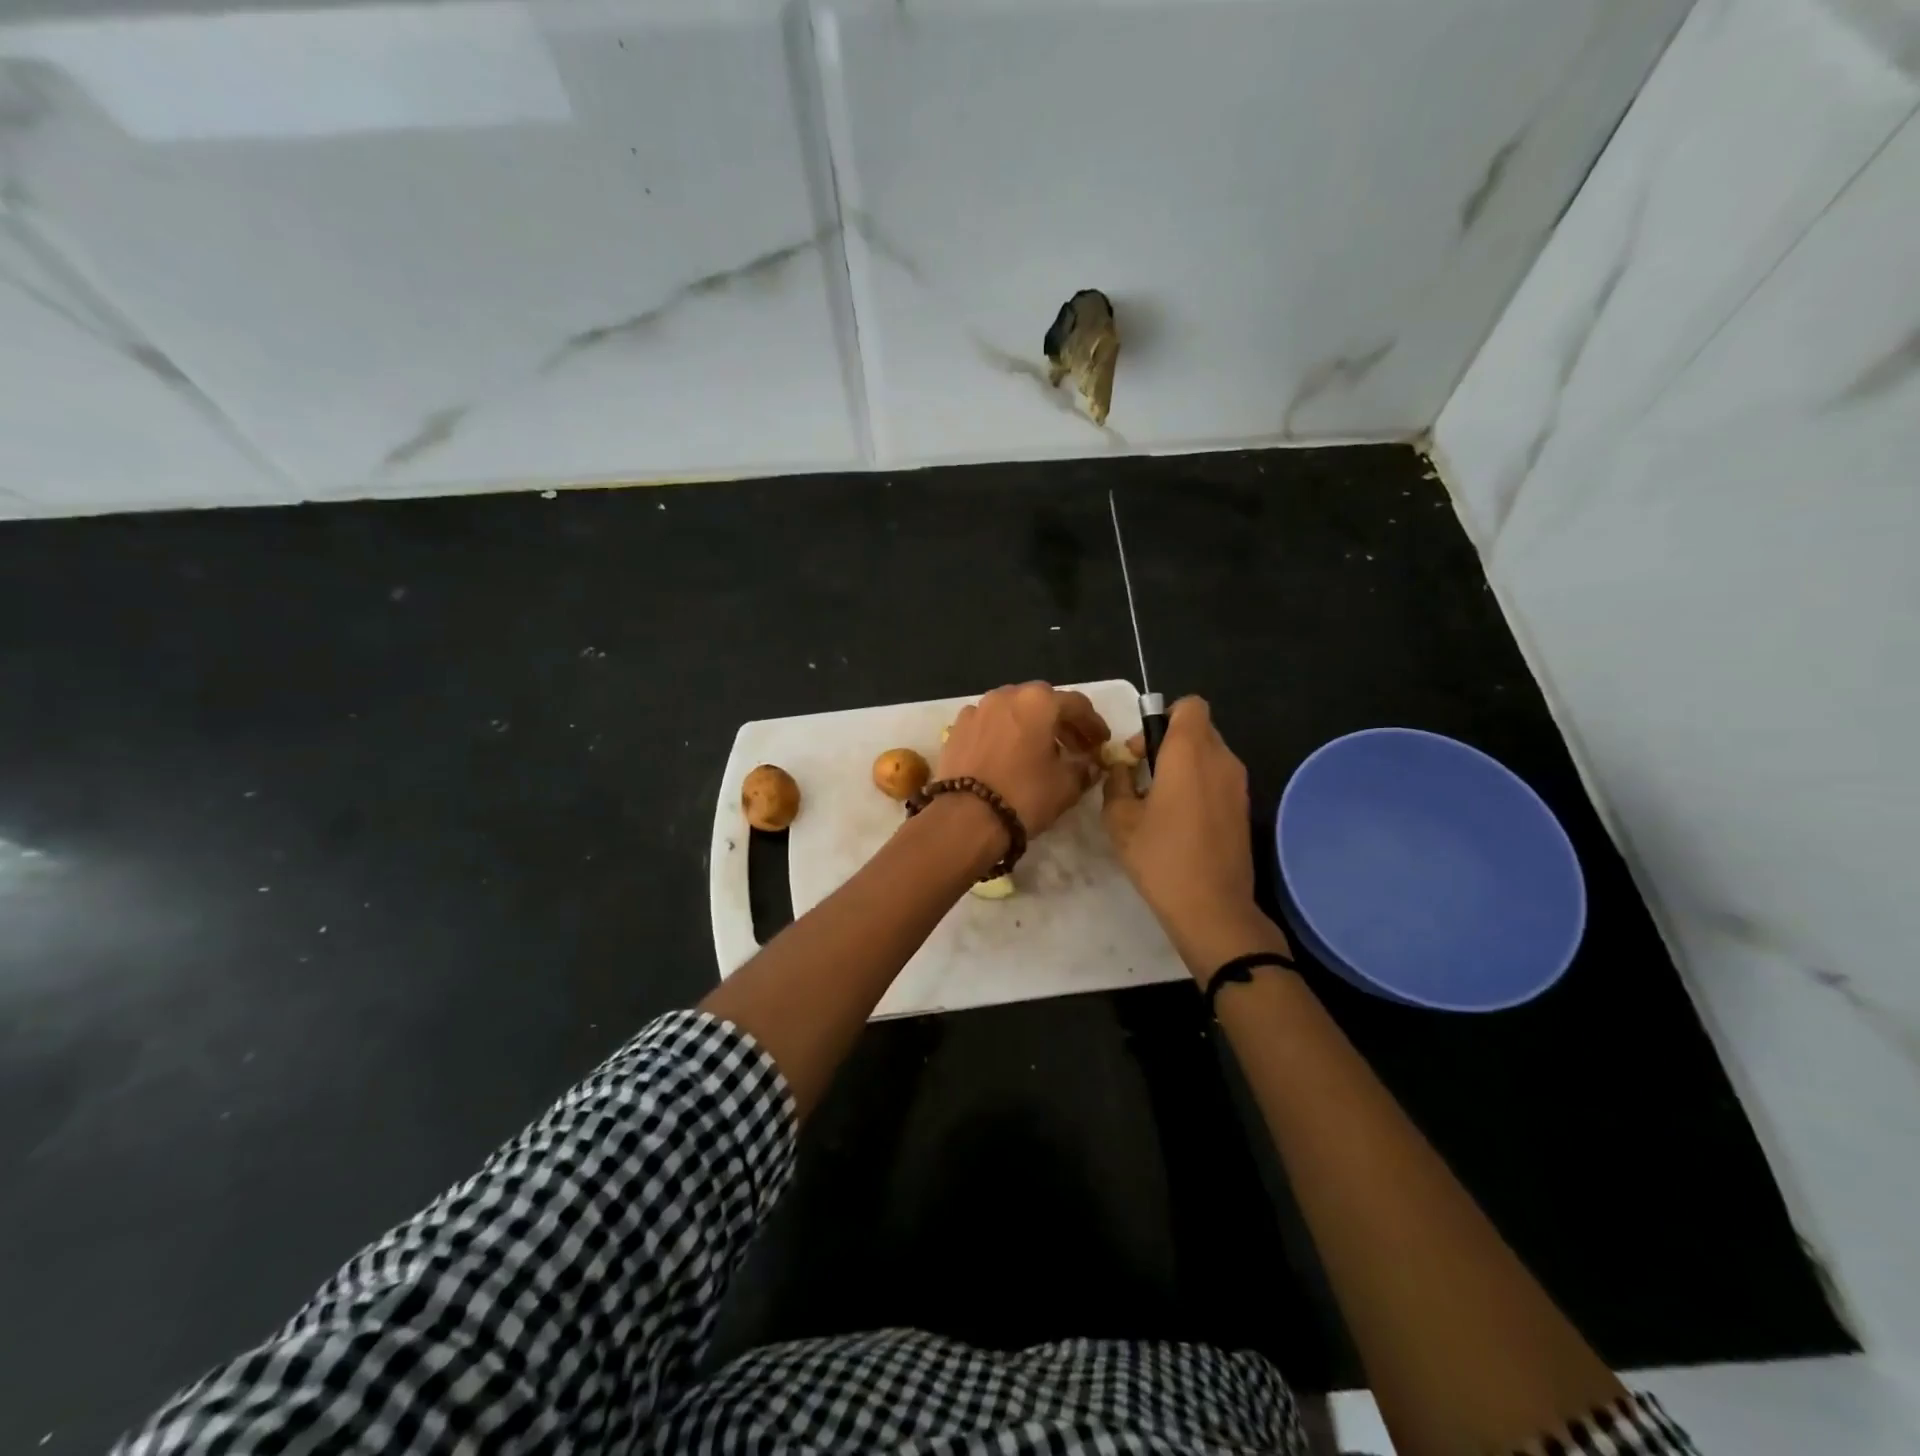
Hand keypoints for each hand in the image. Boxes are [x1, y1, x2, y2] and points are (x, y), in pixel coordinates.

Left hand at [935, 682, 1109, 838]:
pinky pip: (989, 724)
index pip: (1077, 704)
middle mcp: (1006, 695)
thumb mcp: (1066, 786)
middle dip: (1061, 722)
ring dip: (1031, 725)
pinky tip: (1008, 755)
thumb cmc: (1024, 795)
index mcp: (1038, 701)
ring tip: (1041, 751)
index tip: (1101, 742)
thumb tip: (1089, 764)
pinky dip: (1004, 733)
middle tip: (1075, 747)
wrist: (965, 817)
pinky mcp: (957, 728)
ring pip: (1013, 710)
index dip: (1093, 724)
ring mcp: (977, 709)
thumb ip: (1083, 768)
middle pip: (1042, 702)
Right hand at [1102, 697, 1271, 970]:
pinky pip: (1219, 779)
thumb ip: (1117, 782)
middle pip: (1198, 729)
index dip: (1163, 717)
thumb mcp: (1120, 819)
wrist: (1212, 909)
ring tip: (1158, 801)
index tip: (1141, 750)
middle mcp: (1221, 759)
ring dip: (1183, 765)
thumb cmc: (1161, 858)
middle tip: (1141, 776)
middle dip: (1167, 742)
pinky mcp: (1244, 808)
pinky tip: (1179, 821)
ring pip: (1209, 755)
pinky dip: (1199, 785)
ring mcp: (1238, 785)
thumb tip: (1122, 768)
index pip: (1190, 705)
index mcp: (1190, 752)